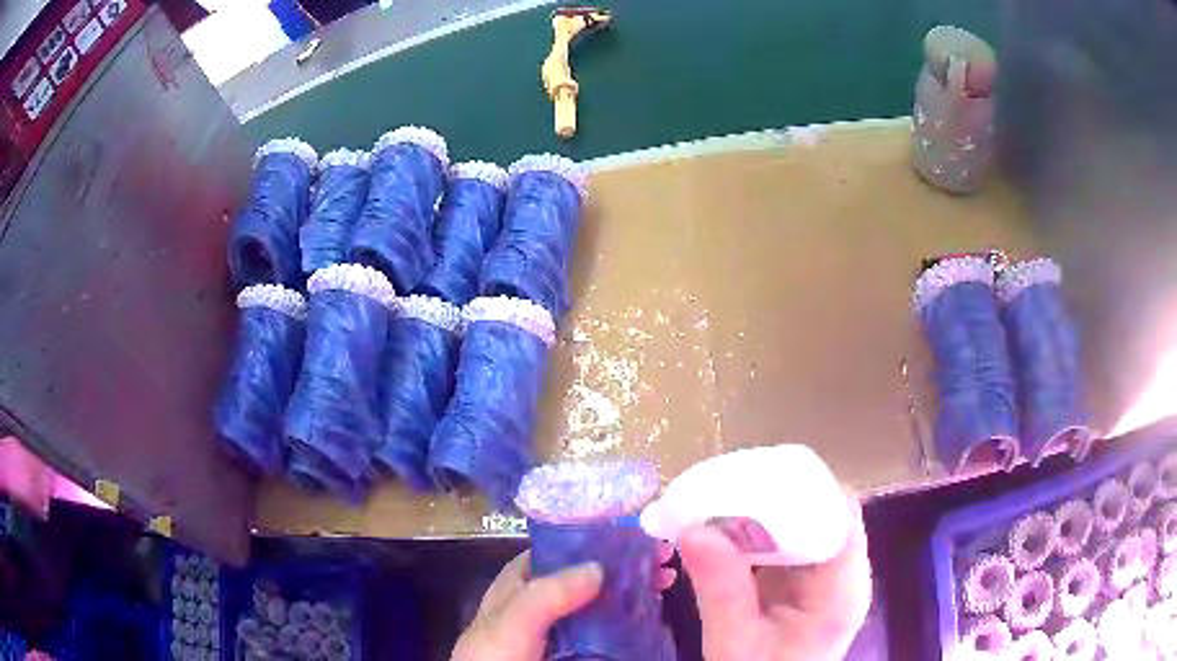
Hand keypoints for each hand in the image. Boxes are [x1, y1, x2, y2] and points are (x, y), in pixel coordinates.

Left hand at [452, 543, 677, 660]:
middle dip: (626, 565)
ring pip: (603, 601)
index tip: (638, 536)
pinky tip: (655, 613)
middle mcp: (544, 601)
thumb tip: (599, 567)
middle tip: (663, 560)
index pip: (562, 548)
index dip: (598, 539)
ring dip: (634, 590)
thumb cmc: (495, 656)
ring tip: (666, 582)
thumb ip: (548, 593)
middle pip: (589, 575)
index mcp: (521, 583)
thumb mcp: (512, 620)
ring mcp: (562, 628)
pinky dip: (632, 619)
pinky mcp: (578, 650)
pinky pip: (609, 629)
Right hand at [680, 490, 872, 660]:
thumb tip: (693, 530)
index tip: (752, 480)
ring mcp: (818, 576)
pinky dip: (750, 533)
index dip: (804, 491)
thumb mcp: (735, 644)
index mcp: (842, 589)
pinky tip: (719, 530)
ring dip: (758, 511)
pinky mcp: (797, 581)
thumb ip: (720, 592)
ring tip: (713, 501)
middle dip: (772, 497)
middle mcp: (838, 573)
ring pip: (799, 523)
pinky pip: (780, 543)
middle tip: (719, 490)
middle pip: (820, 513)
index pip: (841, 517)